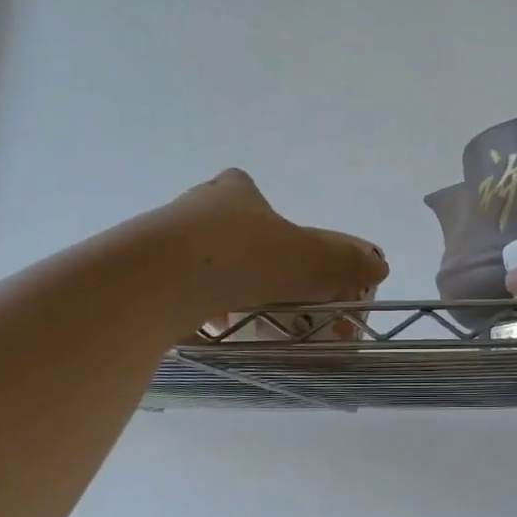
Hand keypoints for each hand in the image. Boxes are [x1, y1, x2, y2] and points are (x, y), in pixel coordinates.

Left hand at [167, 170, 387, 315]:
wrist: (155, 279)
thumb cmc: (242, 255)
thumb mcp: (309, 259)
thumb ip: (344, 261)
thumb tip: (381, 264)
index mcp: (234, 192)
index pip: (247, 189)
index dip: (266, 214)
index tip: (279, 246)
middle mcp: (193, 207)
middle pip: (222, 225)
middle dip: (244, 252)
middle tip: (265, 283)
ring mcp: (159, 238)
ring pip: (194, 256)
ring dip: (216, 280)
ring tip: (238, 312)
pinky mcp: (136, 272)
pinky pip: (171, 286)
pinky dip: (190, 304)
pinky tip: (204, 327)